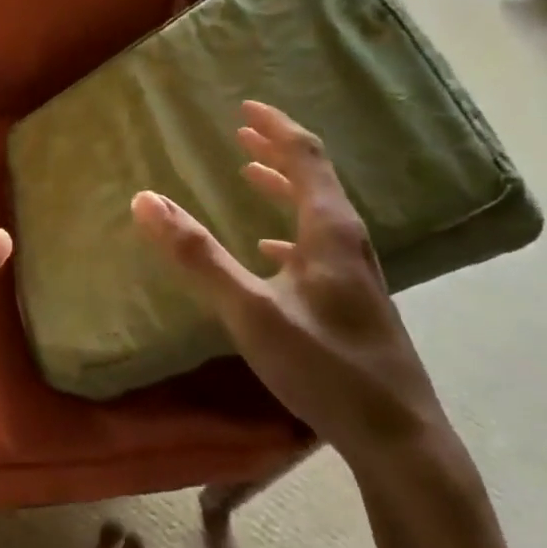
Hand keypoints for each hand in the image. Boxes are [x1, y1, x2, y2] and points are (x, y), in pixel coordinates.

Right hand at [130, 100, 448, 472]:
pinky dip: (289, 228)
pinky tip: (270, 248)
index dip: (276, 127)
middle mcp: (348, 243)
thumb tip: (145, 200)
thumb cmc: (325, 367)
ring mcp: (355, 274)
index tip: (245, 107)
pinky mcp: (353, 302)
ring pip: (317, 212)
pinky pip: (317, 245)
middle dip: (276, 151)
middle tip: (242, 132)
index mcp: (330, 232)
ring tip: (251, 174)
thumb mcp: (250, 310)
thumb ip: (197, 256)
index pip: (306, 158)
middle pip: (314, 180)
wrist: (401, 441)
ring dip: (283, 186)